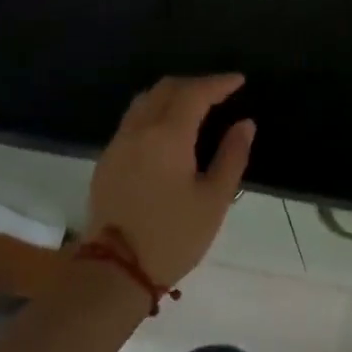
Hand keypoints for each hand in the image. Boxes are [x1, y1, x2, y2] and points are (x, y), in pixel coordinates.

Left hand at [86, 74, 255, 285]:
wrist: (115, 270)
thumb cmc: (173, 236)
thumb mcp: (214, 199)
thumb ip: (232, 156)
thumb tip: (244, 124)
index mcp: (167, 135)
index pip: (195, 93)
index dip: (218, 83)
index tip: (238, 81)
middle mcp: (139, 130)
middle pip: (166, 89)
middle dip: (195, 84)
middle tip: (219, 92)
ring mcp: (118, 144)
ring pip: (145, 101)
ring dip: (171, 95)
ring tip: (194, 107)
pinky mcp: (107, 160)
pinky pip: (133, 120)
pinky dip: (154, 112)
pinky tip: (168, 130)